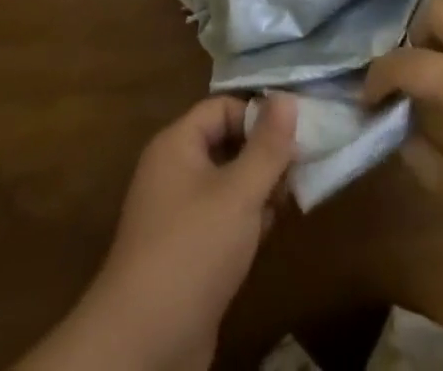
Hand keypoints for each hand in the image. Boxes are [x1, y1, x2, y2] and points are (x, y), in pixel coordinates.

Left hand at [43, 94, 296, 370]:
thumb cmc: (192, 250)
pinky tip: (269, 232)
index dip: (258, 115)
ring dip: (258, 189)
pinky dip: (246, 220)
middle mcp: (173, 171)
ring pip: (227, 183)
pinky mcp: (186, 252)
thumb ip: (267, 146)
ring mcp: (177, 214)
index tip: (296, 134)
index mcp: (177, 144)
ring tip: (290, 199)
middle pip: (226, 144)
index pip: (223, 108)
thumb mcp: (239, 193)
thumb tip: (286, 97)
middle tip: (300, 169)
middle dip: (264, 154)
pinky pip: (221, 218)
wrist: (143, 346)